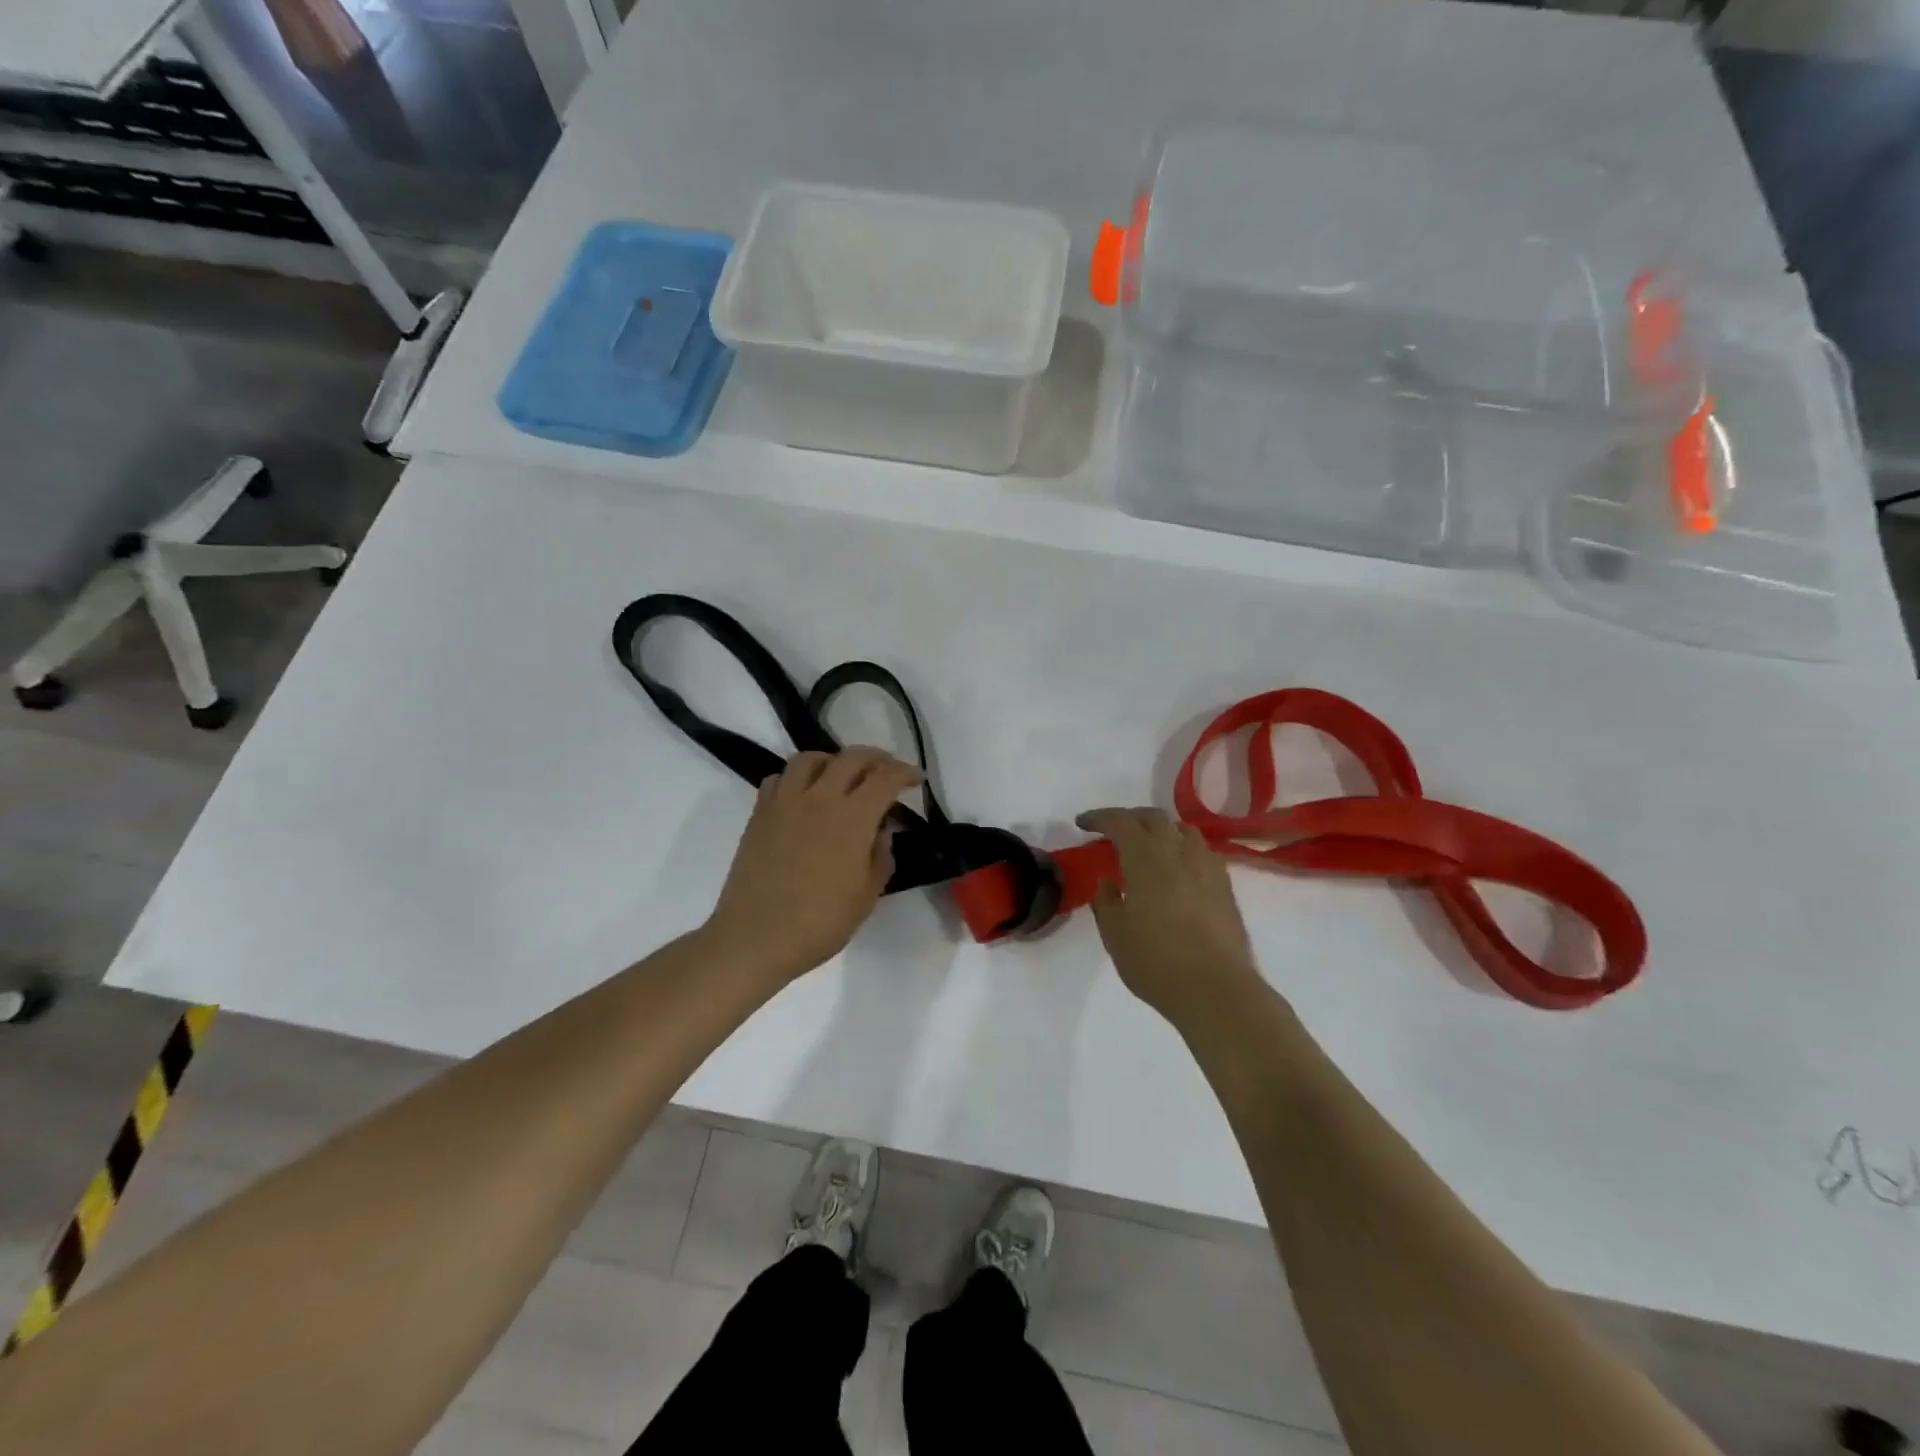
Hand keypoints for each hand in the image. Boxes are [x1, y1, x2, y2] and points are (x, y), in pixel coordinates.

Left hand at [704, 749, 921, 987]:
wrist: (755, 938)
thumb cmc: (819, 924)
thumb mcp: (867, 896)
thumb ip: (880, 856)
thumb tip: (881, 830)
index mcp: (852, 819)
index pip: (885, 778)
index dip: (905, 773)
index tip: (915, 780)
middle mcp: (819, 799)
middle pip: (851, 758)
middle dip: (876, 759)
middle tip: (887, 771)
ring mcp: (785, 803)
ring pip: (810, 758)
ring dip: (833, 760)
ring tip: (842, 775)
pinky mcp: (760, 813)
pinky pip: (780, 778)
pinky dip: (797, 778)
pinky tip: (804, 795)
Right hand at [1077, 808, 1265, 1029]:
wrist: (1216, 990)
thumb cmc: (1156, 962)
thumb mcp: (1115, 935)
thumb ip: (1106, 902)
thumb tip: (1109, 882)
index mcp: (1145, 859)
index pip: (1120, 822)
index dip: (1100, 817)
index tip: (1083, 823)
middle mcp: (1178, 853)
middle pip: (1154, 817)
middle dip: (1130, 818)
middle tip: (1113, 831)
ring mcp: (1207, 867)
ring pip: (1183, 830)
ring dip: (1162, 830)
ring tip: (1150, 846)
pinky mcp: (1226, 886)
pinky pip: (1203, 852)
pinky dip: (1184, 850)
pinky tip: (1179, 870)